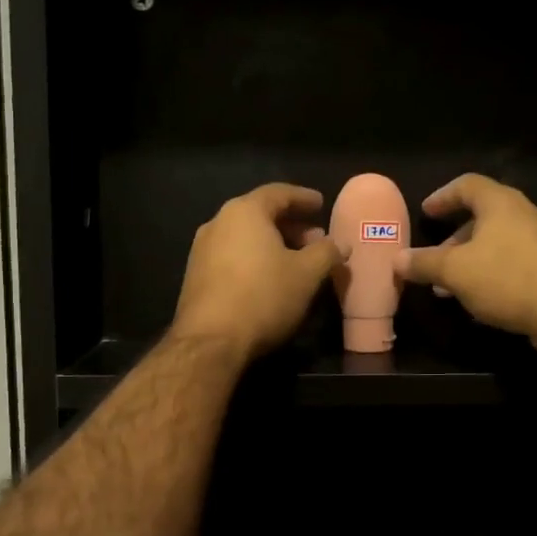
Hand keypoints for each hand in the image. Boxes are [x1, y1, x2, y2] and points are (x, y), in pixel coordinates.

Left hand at [172, 184, 345, 361]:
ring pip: (245, 237)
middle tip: (315, 239)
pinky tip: (270, 280)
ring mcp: (202, 250)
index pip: (279, 193)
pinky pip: (232, 256)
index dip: (304, 198)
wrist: (210, 342)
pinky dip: (255, 259)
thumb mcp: (307, 274)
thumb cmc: (264, 296)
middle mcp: (218, 223)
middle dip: (291, 225)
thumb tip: (340, 243)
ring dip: (273, 244)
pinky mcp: (196, 276)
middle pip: (260, 214)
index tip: (321, 205)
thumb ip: (327, 252)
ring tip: (296, 261)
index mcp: (245, 212)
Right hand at [400, 174, 536, 351]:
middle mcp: (523, 214)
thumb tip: (397, 259)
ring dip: (470, 261)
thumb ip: (424, 263)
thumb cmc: (507, 278)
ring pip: (496, 243)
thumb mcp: (455, 272)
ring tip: (449, 288)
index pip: (467, 185)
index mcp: (501, 203)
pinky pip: (512, 262)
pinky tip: (478, 300)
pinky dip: (490, 273)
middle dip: (454, 239)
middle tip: (434, 258)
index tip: (426, 212)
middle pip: (482, 217)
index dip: (443, 196)